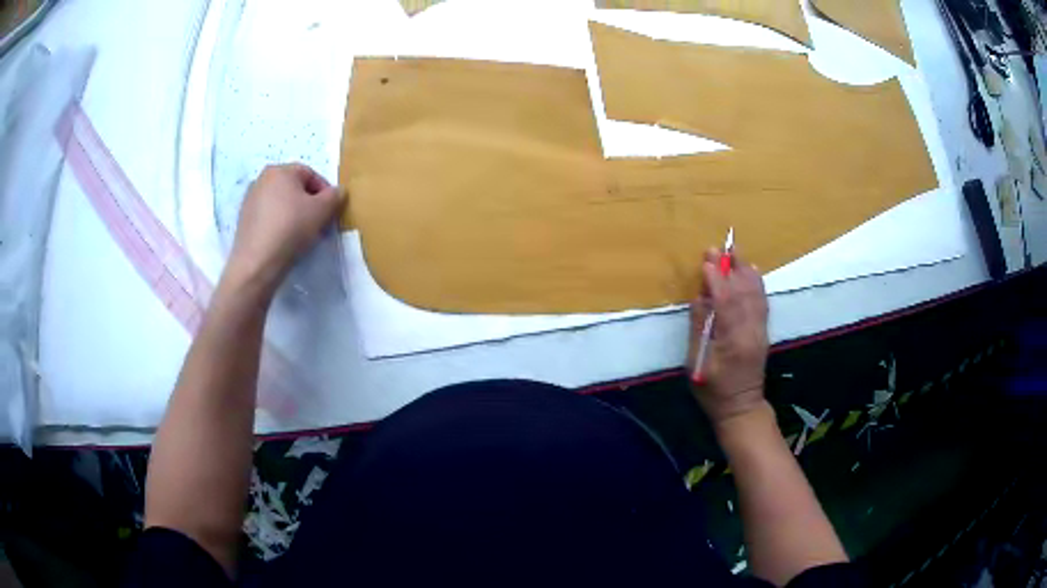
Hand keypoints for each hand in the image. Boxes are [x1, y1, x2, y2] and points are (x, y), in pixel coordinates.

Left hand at [224, 163, 343, 295]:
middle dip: (309, 203)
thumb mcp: (322, 211)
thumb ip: (335, 196)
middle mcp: (262, 179)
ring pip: (281, 202)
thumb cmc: (290, 229)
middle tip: (319, 223)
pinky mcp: (244, 219)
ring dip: (294, 213)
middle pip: (294, 187)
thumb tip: (338, 192)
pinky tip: (284, 240)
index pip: (311, 174)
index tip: (331, 211)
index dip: (325, 192)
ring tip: (302, 234)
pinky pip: (268, 216)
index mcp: (280, 170)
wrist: (256, 263)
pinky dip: (279, 223)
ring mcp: (250, 199)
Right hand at [688, 248, 769, 425]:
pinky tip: (753, 271)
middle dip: (730, 268)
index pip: (726, 302)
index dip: (716, 280)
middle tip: (718, 248)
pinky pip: (763, 302)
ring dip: (745, 271)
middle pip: (743, 293)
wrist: (741, 407)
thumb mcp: (698, 363)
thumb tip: (700, 297)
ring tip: (735, 252)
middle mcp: (751, 331)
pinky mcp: (764, 332)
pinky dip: (758, 284)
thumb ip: (700, 328)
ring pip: (756, 294)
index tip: (707, 260)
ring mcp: (760, 331)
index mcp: (732, 341)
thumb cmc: (713, 390)